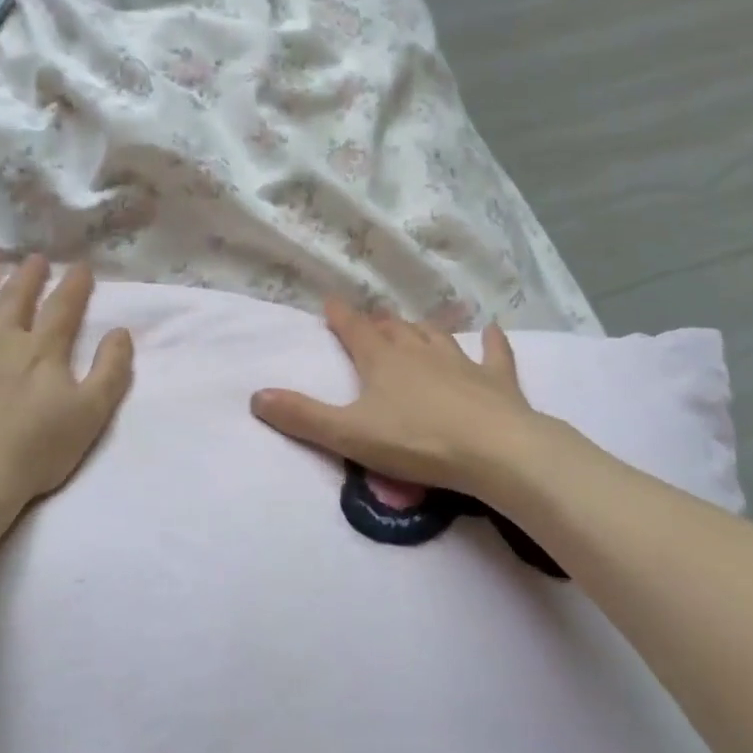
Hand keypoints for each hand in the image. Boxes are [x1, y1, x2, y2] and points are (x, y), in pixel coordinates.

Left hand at [0, 248, 132, 520]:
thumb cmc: (35, 451)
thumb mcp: (91, 414)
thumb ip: (111, 370)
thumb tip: (121, 332)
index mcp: (42, 350)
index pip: (62, 307)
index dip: (74, 285)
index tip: (81, 266)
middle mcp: (0, 338)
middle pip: (17, 297)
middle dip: (30, 274)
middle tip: (36, 257)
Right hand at [250, 298, 544, 497]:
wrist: (496, 451)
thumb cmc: (417, 442)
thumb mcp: (349, 435)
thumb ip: (302, 416)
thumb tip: (255, 395)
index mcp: (383, 361)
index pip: (355, 330)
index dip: (340, 316)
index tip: (330, 301)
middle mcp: (419, 352)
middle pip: (395, 330)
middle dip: (379, 324)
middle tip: (371, 323)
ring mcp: (461, 362)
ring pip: (436, 336)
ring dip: (421, 330)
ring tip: (413, 326)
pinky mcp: (496, 380)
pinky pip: (494, 353)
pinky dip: (492, 341)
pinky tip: (492, 330)